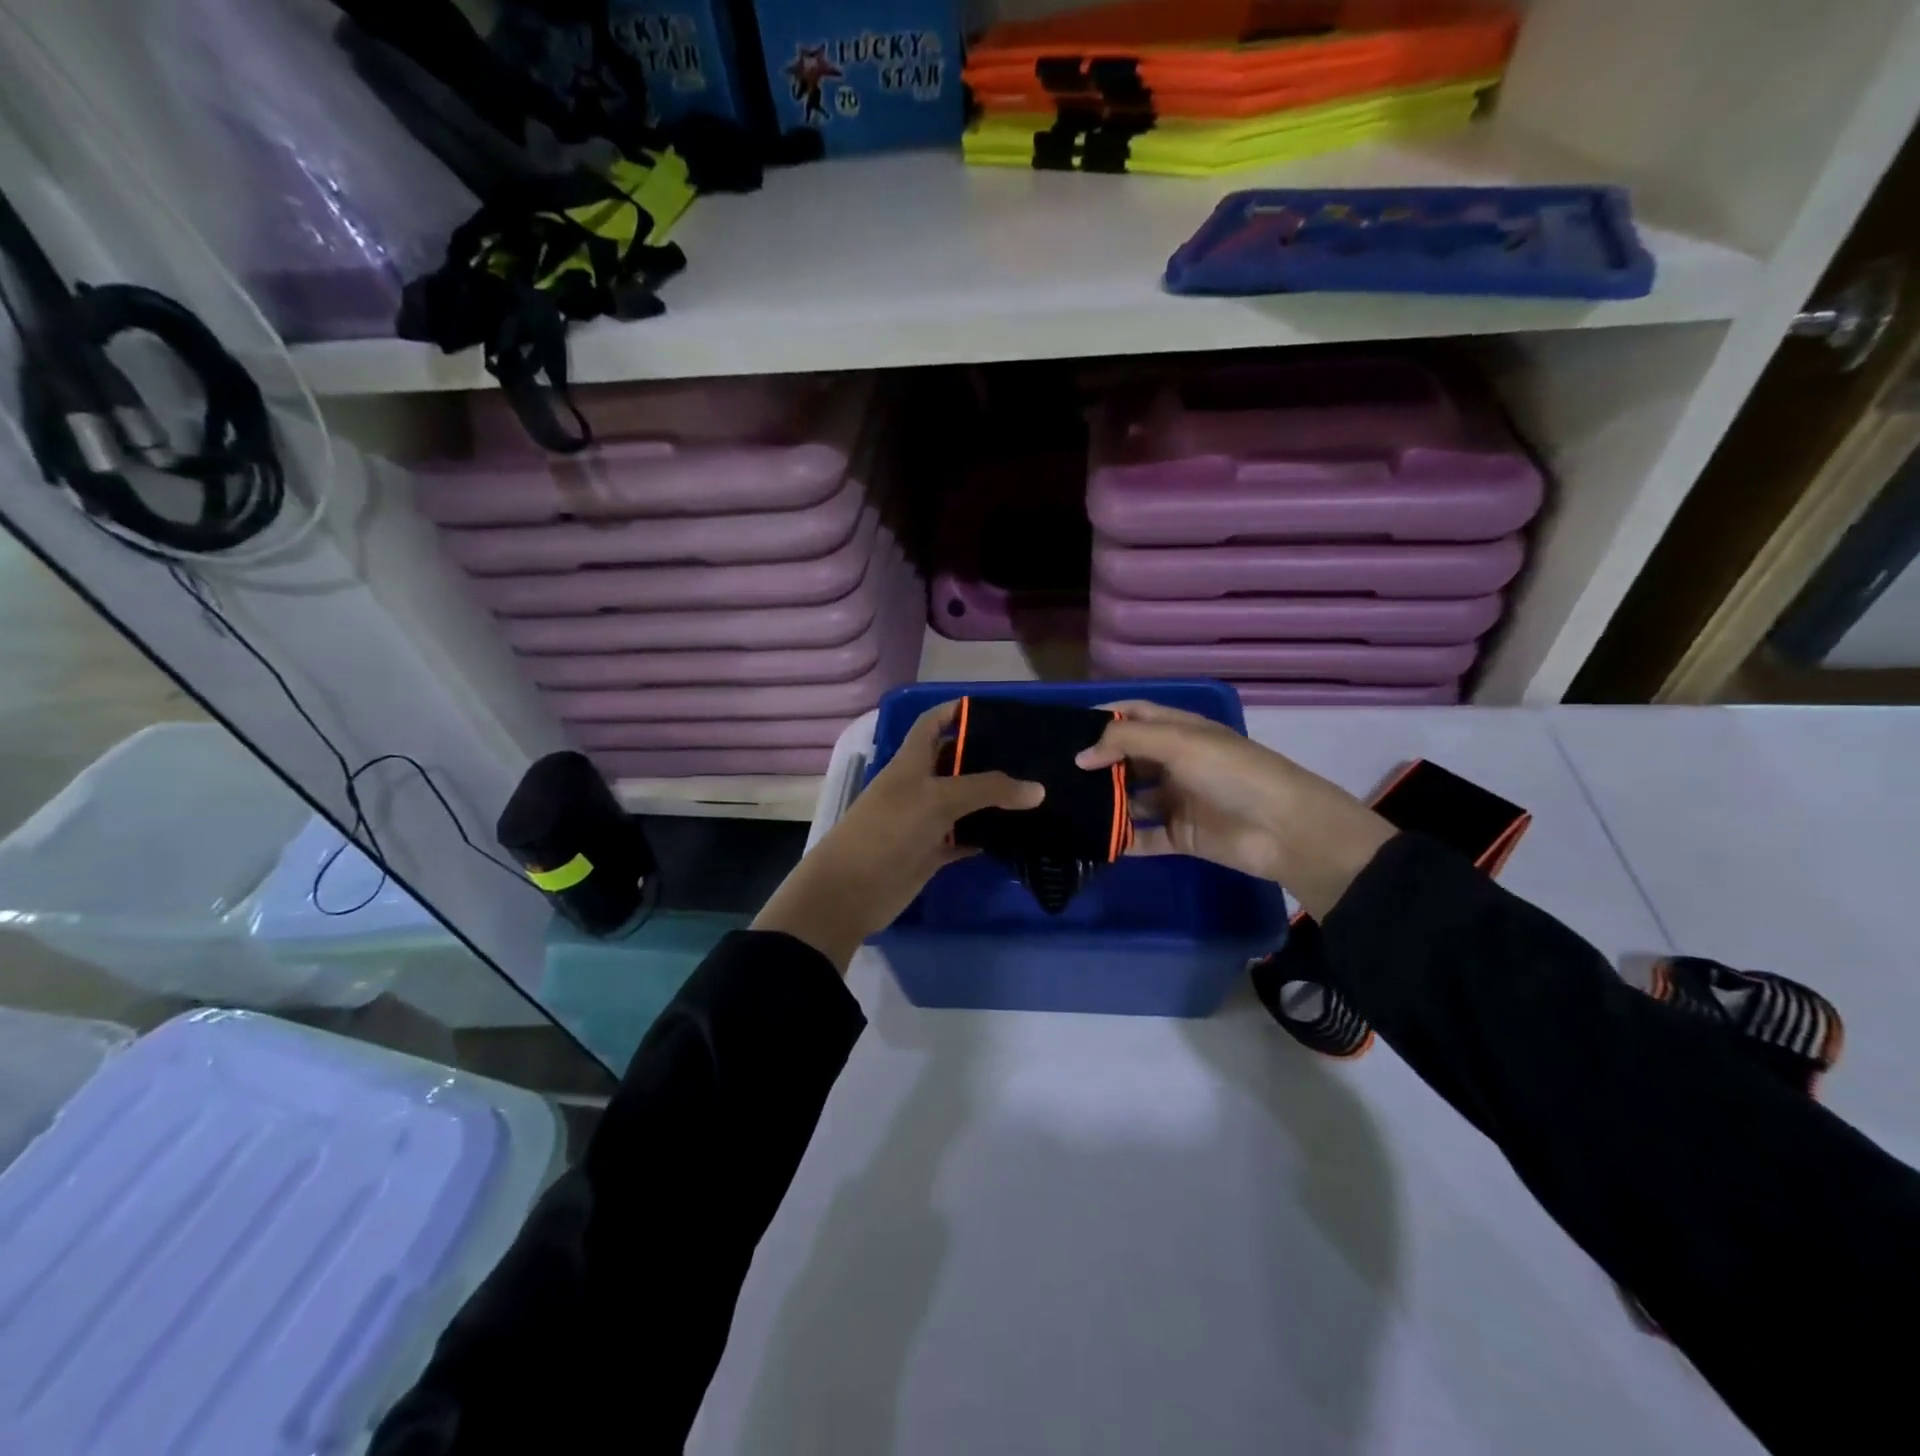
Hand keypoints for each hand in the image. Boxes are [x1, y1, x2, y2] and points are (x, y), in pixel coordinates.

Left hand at [753, 702, 1044, 970]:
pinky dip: (985, 836)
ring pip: (963, 803)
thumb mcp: (939, 799)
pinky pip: (963, 838)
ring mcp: (924, 821)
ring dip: (991, 800)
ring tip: (1034, 793)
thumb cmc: (889, 830)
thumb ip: (988, 790)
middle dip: (986, 757)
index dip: (956, 711)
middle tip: (1031, 756)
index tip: (995, 710)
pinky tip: (1016, 834)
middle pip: (954, 763)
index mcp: (911, 762)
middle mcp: (918, 786)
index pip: (932, 723)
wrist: (851, 891)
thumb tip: (1038, 789)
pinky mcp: (930, 852)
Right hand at [1075, 700, 1393, 919]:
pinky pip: (1143, 837)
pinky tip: (1091, 841)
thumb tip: (1080, 756)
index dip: (1102, 718)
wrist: (1284, 830)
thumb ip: (1125, 741)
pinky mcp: (1181, 836)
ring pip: (1131, 800)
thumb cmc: (1231, 773)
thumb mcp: (1178, 742)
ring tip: (1064, 808)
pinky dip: (1121, 840)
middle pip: (1127, 759)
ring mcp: (1178, 800)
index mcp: (1180, 731)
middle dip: (1096, 765)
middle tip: (1054, 775)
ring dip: (1104, 804)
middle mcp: (1176, 762)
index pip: (1134, 715)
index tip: (1064, 729)